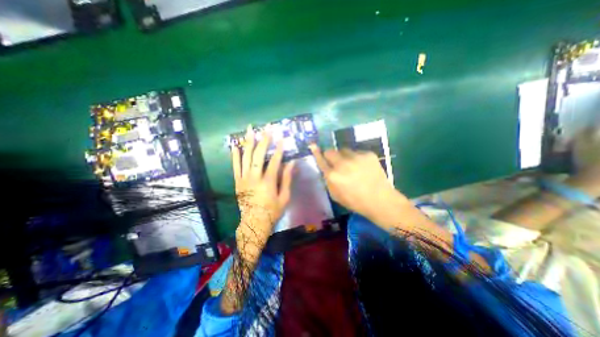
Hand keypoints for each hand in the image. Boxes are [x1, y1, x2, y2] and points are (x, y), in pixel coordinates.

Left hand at [231, 125, 294, 244]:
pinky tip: (235, 145)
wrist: (254, 223)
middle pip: (258, 155)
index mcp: (268, 182)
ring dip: (248, 142)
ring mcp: (244, 179)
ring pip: (245, 157)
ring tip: (249, 129)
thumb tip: (292, 162)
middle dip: (263, 140)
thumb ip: (287, 179)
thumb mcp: (284, 197)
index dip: (279, 148)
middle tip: (266, 128)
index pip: (274, 161)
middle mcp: (254, 177)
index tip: (282, 137)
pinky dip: (235, 155)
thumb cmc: (272, 211)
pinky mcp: (237, 181)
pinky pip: (235, 166)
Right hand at [309, 144, 408, 219]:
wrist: (380, 200)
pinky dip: (357, 158)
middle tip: (336, 162)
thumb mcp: (335, 195)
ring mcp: (356, 157)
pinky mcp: (368, 154)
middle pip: (330, 151)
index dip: (316, 152)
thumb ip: (328, 180)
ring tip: (352, 165)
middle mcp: (342, 163)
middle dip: (331, 155)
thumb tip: (326, 169)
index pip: (321, 160)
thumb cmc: (355, 201)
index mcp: (333, 175)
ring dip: (344, 156)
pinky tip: (363, 167)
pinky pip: (357, 152)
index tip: (312, 145)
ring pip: (344, 150)